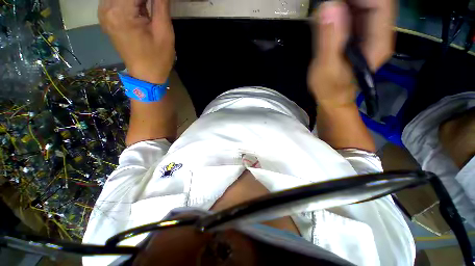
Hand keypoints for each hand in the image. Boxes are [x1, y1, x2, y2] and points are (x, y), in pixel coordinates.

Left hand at [99, 0, 174, 83]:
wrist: (146, 75)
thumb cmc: (158, 58)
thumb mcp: (164, 31)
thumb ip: (160, 4)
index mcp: (120, 12)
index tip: (159, 3)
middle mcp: (106, 9)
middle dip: (143, 0)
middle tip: (154, 6)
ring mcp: (103, 13)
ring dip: (136, 1)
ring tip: (149, 10)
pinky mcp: (106, 17)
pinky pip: (116, 0)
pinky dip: (128, 2)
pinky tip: (139, 9)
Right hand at [308, 0, 395, 107]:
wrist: (333, 97)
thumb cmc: (330, 89)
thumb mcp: (326, 68)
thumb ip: (328, 40)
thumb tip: (328, 6)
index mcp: (378, 41)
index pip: (380, 3)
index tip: (333, 0)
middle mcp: (379, 32)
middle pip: (375, 1)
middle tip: (327, 4)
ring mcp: (369, 32)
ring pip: (365, 4)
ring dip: (345, 3)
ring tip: (327, 8)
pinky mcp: (358, 34)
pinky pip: (355, 12)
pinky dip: (341, 8)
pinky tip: (328, 13)